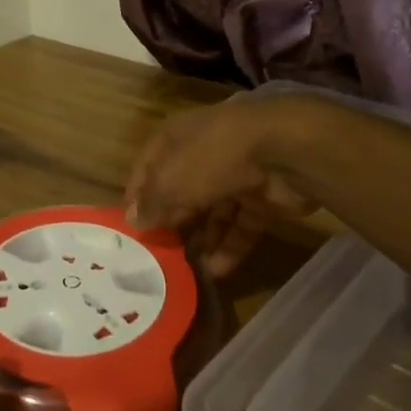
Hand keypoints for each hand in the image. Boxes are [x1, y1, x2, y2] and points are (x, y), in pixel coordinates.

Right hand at [124, 96, 315, 275]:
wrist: (283, 153)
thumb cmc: (212, 157)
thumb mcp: (170, 181)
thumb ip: (152, 203)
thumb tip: (133, 221)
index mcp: (175, 137)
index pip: (148, 166)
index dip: (137, 195)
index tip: (128, 226)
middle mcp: (203, 152)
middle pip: (181, 190)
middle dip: (171, 221)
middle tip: (157, 253)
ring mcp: (236, 175)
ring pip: (213, 211)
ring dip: (200, 239)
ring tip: (184, 269)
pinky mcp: (262, 197)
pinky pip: (240, 226)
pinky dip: (229, 247)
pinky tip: (215, 272)